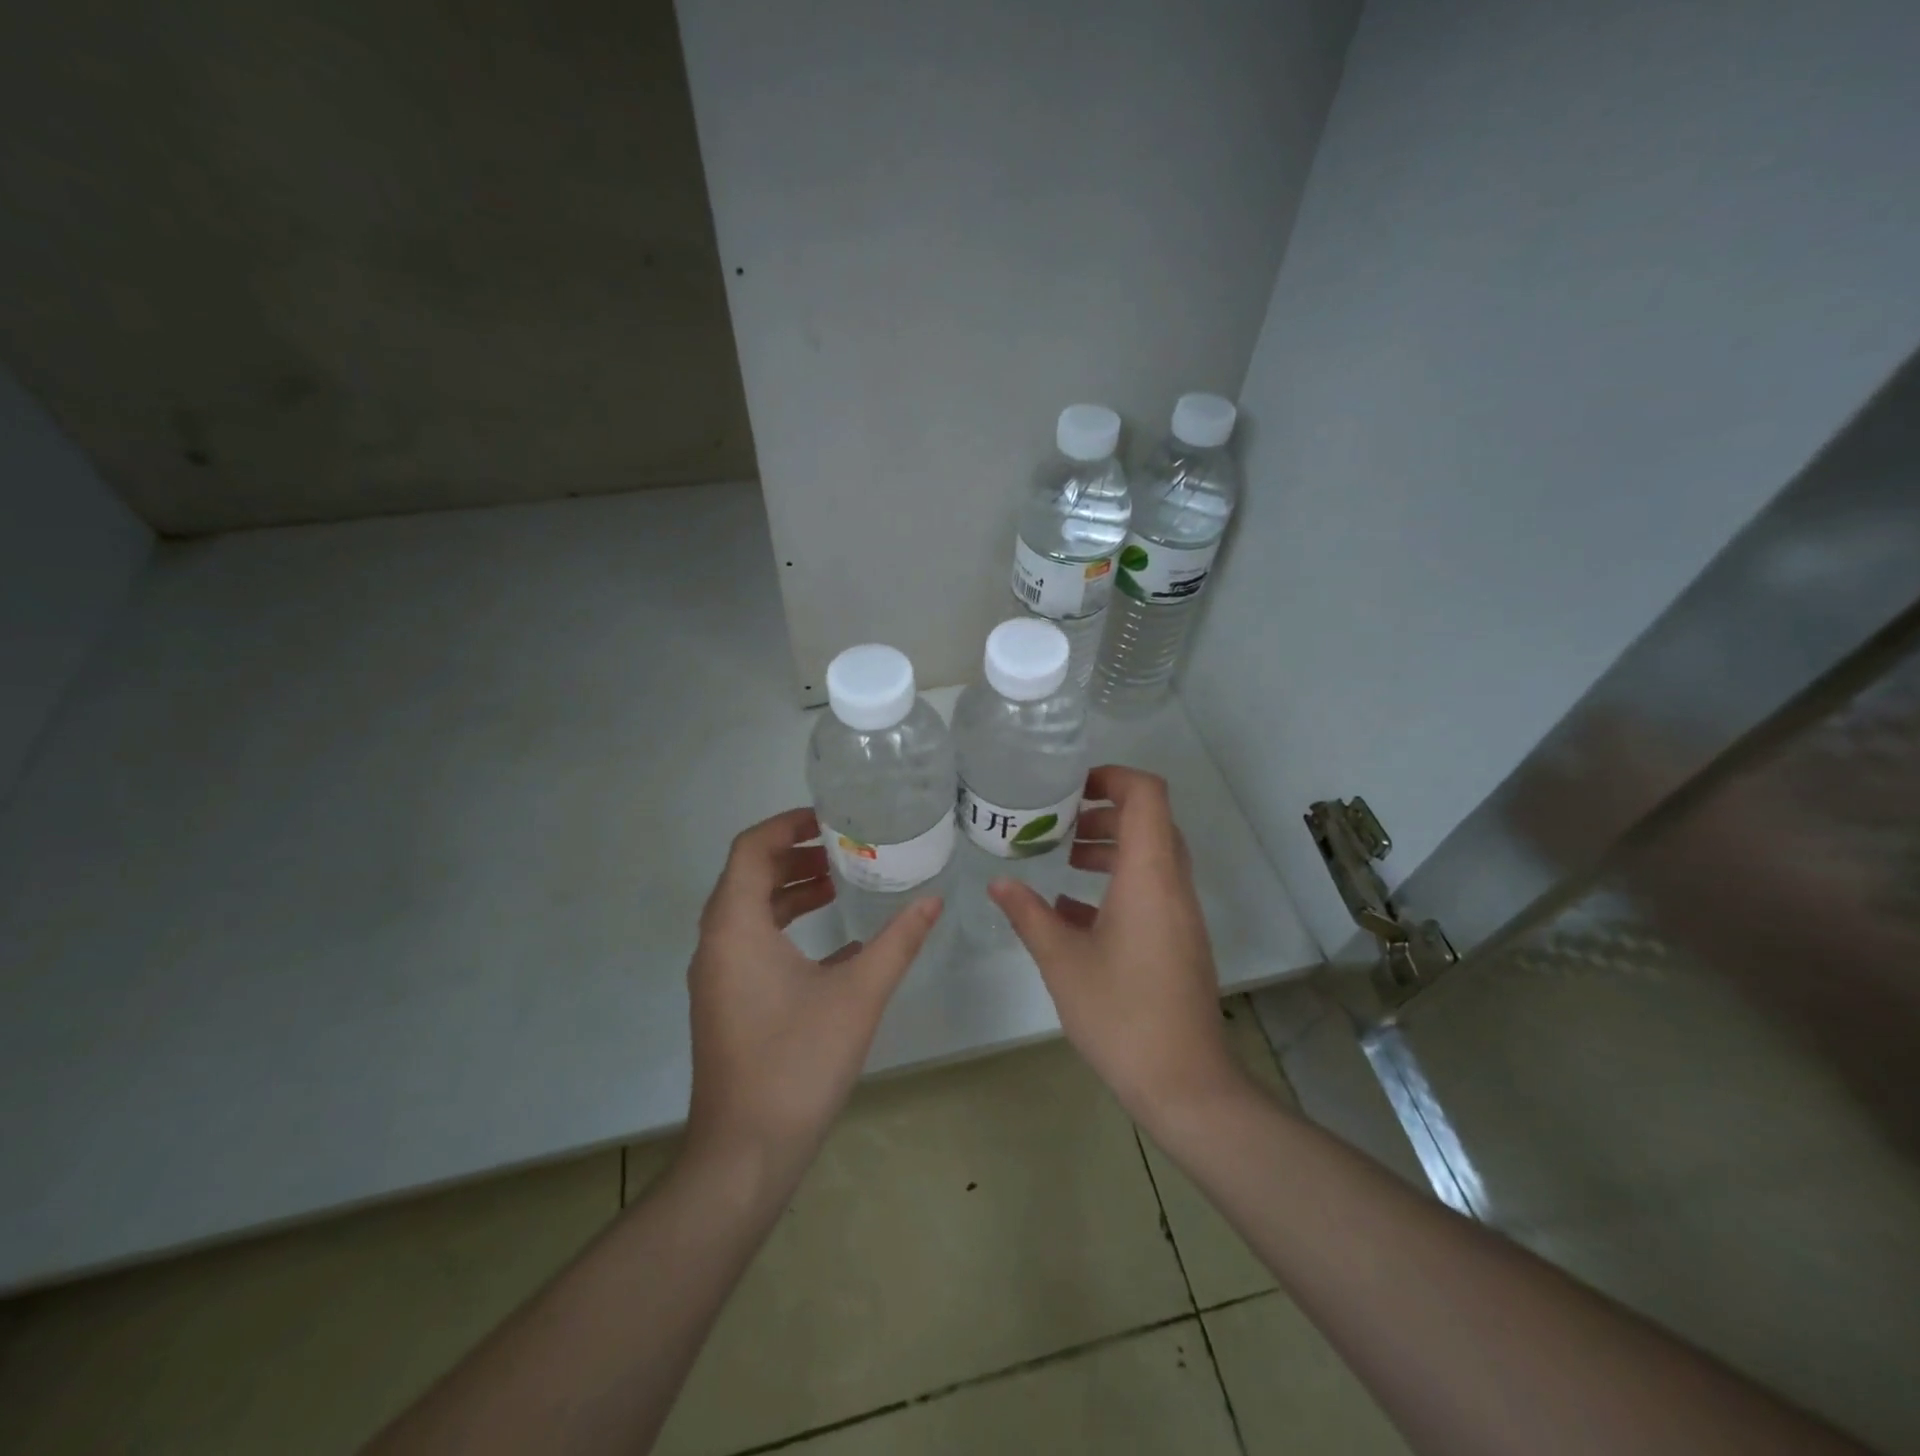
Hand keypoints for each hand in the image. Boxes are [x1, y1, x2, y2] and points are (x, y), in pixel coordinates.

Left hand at [684, 807, 941, 1179]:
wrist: (744, 1153)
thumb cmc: (798, 1062)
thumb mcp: (858, 994)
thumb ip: (897, 942)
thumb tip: (933, 901)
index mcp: (736, 927)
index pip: (751, 849)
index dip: (787, 824)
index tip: (831, 819)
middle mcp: (717, 943)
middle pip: (749, 875)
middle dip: (795, 855)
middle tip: (845, 847)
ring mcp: (717, 976)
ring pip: (750, 911)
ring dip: (791, 891)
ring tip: (841, 884)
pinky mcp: (726, 1002)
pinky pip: (751, 943)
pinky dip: (785, 927)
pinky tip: (835, 942)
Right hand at [989, 765, 1240, 1131]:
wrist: (1184, 1082)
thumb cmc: (1120, 1012)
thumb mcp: (1062, 961)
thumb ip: (1029, 915)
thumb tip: (998, 884)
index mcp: (1149, 875)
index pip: (1147, 795)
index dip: (1113, 776)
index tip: (1073, 787)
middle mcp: (1172, 884)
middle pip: (1149, 822)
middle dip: (1104, 814)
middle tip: (1060, 825)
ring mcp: (1180, 914)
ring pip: (1151, 856)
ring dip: (1111, 849)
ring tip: (1066, 860)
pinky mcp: (1179, 939)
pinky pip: (1152, 890)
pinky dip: (1118, 884)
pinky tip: (1074, 911)